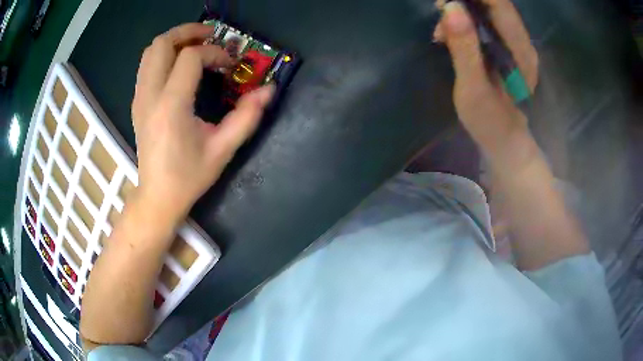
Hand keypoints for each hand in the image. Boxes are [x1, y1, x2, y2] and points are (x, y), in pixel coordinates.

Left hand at [132, 23, 273, 221]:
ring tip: (196, 46)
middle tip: (211, 36)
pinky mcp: (137, 103)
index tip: (228, 66)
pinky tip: (180, 66)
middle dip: (188, 32)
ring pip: (150, 51)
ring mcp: (140, 98)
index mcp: (171, 106)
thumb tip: (269, 90)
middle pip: (162, 44)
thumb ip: (247, 116)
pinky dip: (164, 55)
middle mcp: (150, 96)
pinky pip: (147, 66)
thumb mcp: (223, 149)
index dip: (214, 53)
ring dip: (175, 41)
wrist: (157, 196)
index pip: (190, 58)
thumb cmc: (189, 176)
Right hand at [435, 0, 538, 169]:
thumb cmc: (489, 122)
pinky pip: (487, 22)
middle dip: (464, 1)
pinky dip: (466, 21)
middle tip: (439, 10)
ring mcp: (516, 44)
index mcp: (520, 51)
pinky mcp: (507, 47)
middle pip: (495, 4)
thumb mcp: (473, 88)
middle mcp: (522, 42)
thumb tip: (452, 7)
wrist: (505, 140)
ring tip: (441, 29)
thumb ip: (464, 48)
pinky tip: (451, 35)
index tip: (446, 1)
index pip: (499, 4)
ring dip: (462, 10)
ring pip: (489, 10)